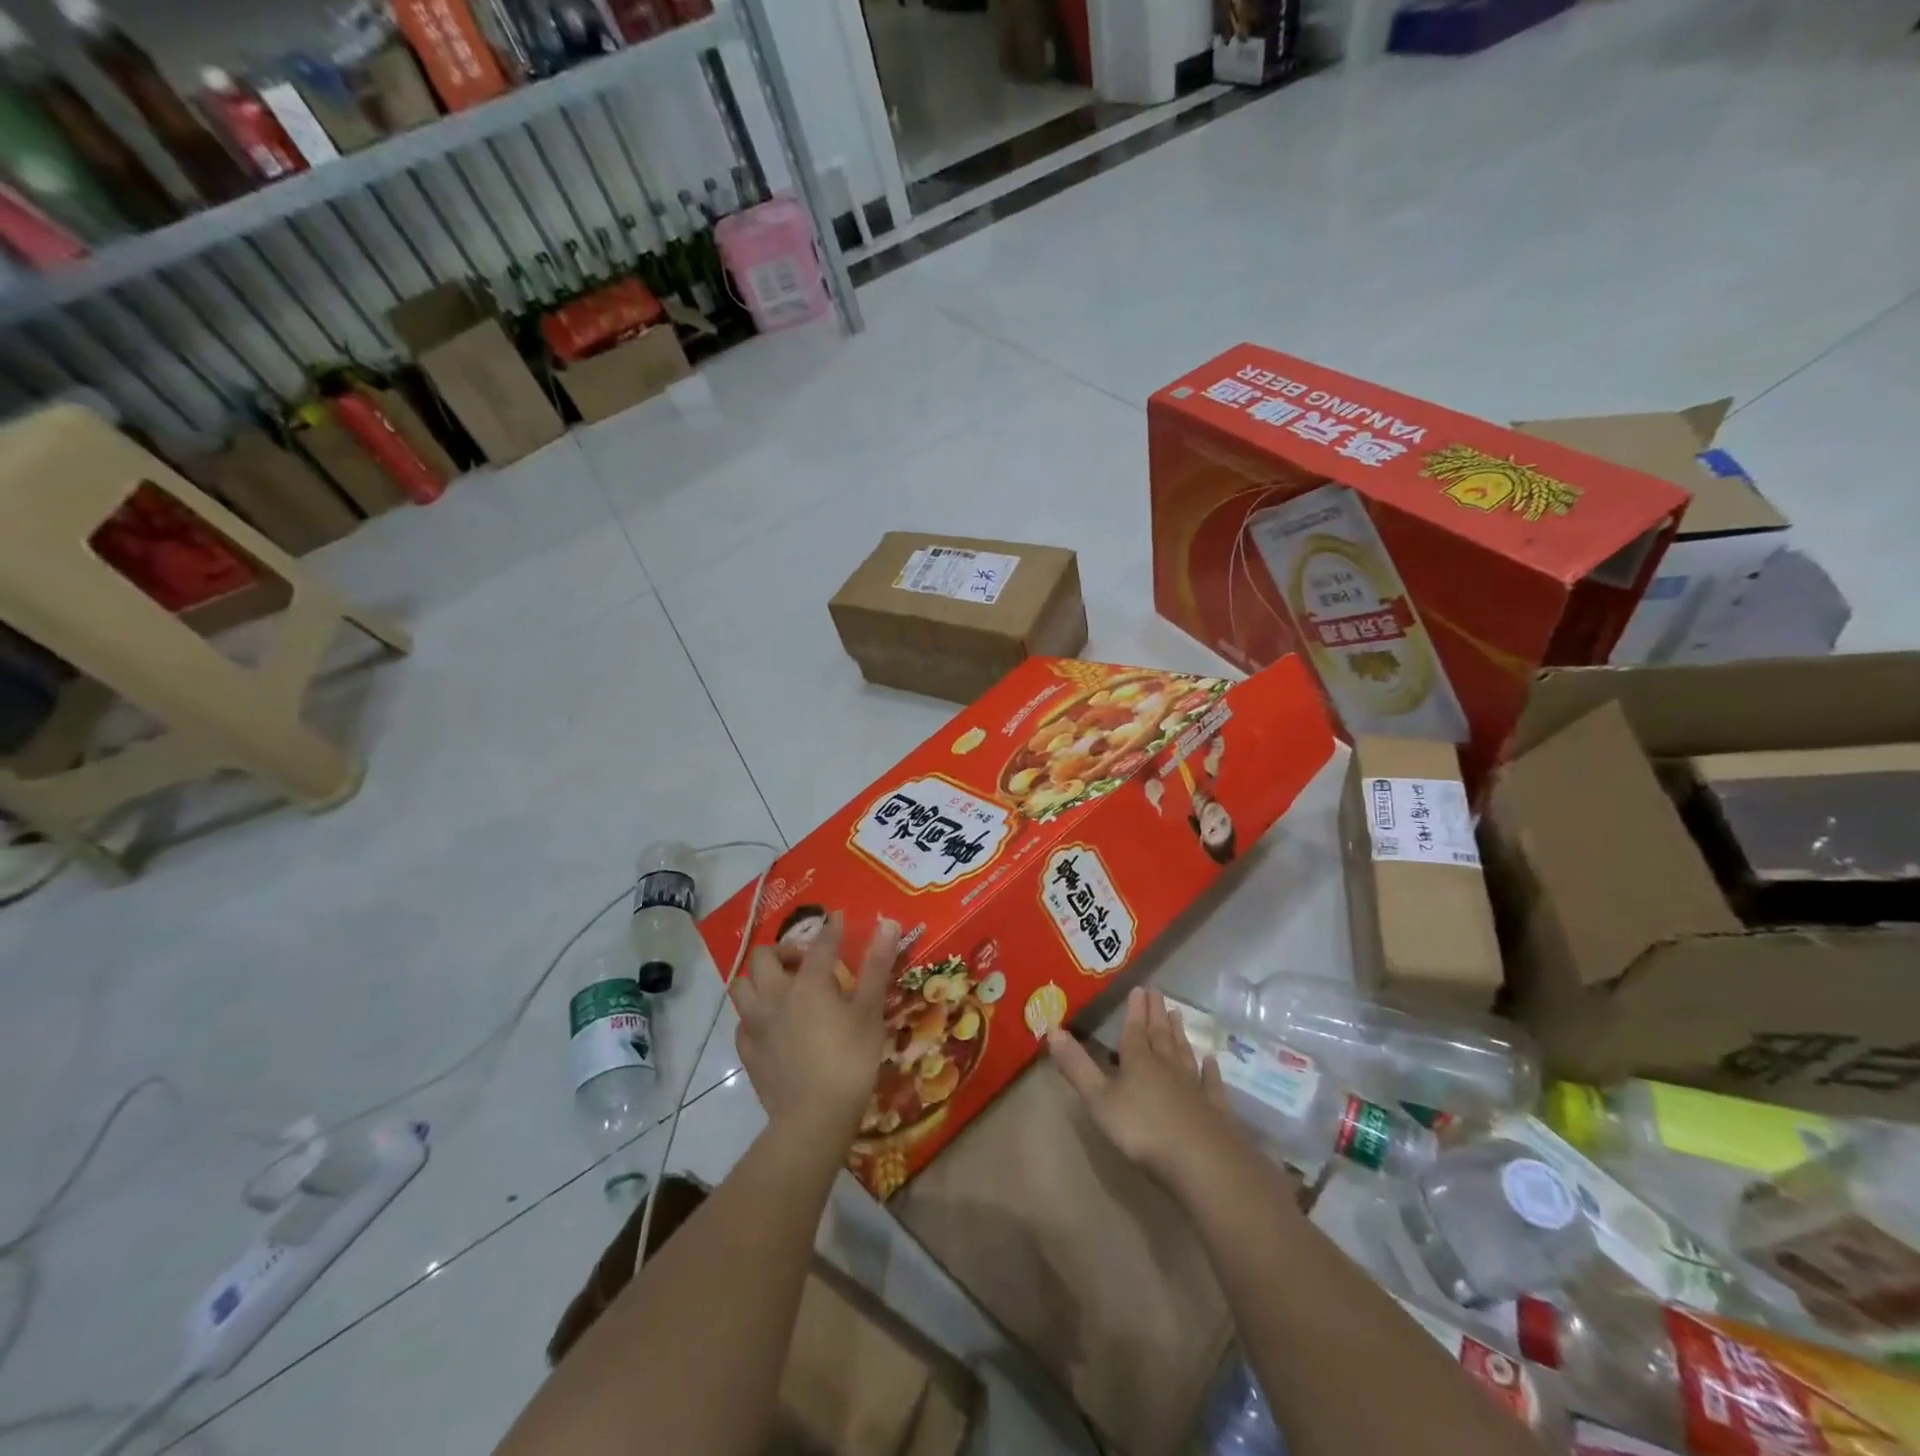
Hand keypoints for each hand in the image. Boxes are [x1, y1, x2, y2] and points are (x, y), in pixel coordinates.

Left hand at [735, 913, 899, 1151]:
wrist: (813, 1119)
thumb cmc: (850, 1061)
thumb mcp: (870, 1012)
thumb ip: (876, 967)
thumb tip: (888, 924)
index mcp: (808, 982)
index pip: (820, 944)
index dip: (832, 928)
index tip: (839, 918)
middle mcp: (776, 995)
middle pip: (764, 957)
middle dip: (784, 950)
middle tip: (805, 962)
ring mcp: (756, 1024)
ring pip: (742, 986)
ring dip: (759, 979)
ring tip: (782, 987)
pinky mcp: (748, 1052)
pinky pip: (742, 1022)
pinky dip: (754, 1014)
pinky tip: (770, 1024)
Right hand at [1048, 988, 1246, 1192]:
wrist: (1203, 1163)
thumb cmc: (1143, 1130)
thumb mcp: (1099, 1099)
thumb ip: (1077, 1066)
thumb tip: (1053, 1030)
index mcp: (1138, 1062)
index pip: (1135, 1030)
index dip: (1135, 1009)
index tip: (1139, 988)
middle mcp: (1167, 1067)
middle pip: (1160, 1035)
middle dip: (1156, 1013)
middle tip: (1158, 992)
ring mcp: (1194, 1087)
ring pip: (1184, 1053)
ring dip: (1179, 1033)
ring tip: (1178, 1014)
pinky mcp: (1215, 1109)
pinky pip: (1211, 1083)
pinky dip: (1210, 1070)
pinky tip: (1211, 1060)